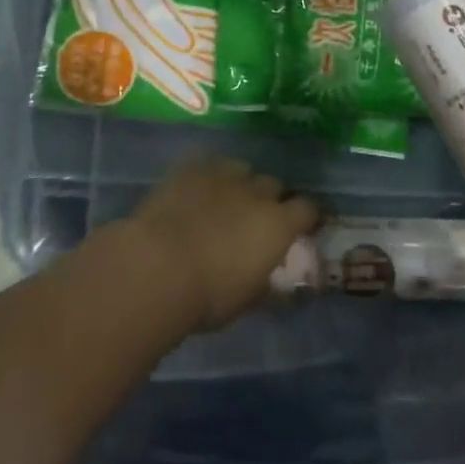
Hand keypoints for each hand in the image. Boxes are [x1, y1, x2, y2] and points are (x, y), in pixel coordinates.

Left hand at [125, 154, 319, 330]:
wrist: (157, 268)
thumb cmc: (207, 296)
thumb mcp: (245, 299)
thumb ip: (263, 279)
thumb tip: (268, 274)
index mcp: (278, 225)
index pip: (307, 209)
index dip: (304, 217)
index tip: (299, 228)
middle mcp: (257, 193)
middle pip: (274, 185)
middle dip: (269, 199)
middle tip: (254, 219)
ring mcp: (224, 175)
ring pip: (242, 169)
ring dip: (239, 184)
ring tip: (223, 201)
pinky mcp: (191, 168)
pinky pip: (208, 164)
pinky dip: (207, 176)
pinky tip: (195, 190)